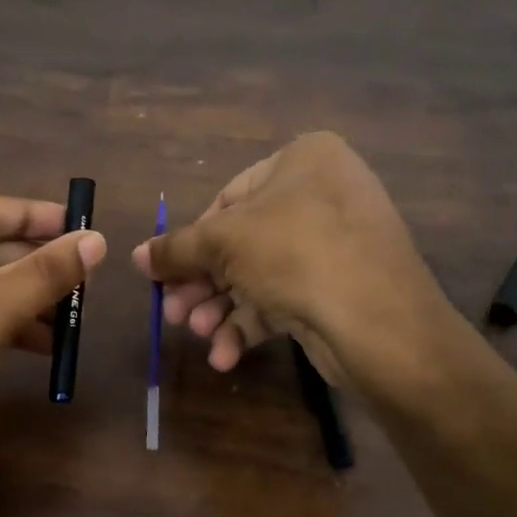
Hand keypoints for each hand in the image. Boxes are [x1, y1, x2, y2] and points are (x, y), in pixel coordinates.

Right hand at [132, 133, 455, 390]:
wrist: (379, 323)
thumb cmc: (295, 254)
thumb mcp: (224, 243)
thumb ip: (176, 249)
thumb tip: (137, 256)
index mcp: (304, 160)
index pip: (228, 197)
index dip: (191, 241)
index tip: (165, 274)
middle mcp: (324, 193)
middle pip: (241, 242)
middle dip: (203, 284)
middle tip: (173, 315)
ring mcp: (337, 243)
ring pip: (260, 274)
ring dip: (222, 308)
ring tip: (199, 335)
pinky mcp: (341, 288)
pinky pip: (286, 297)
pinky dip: (252, 324)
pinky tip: (226, 356)